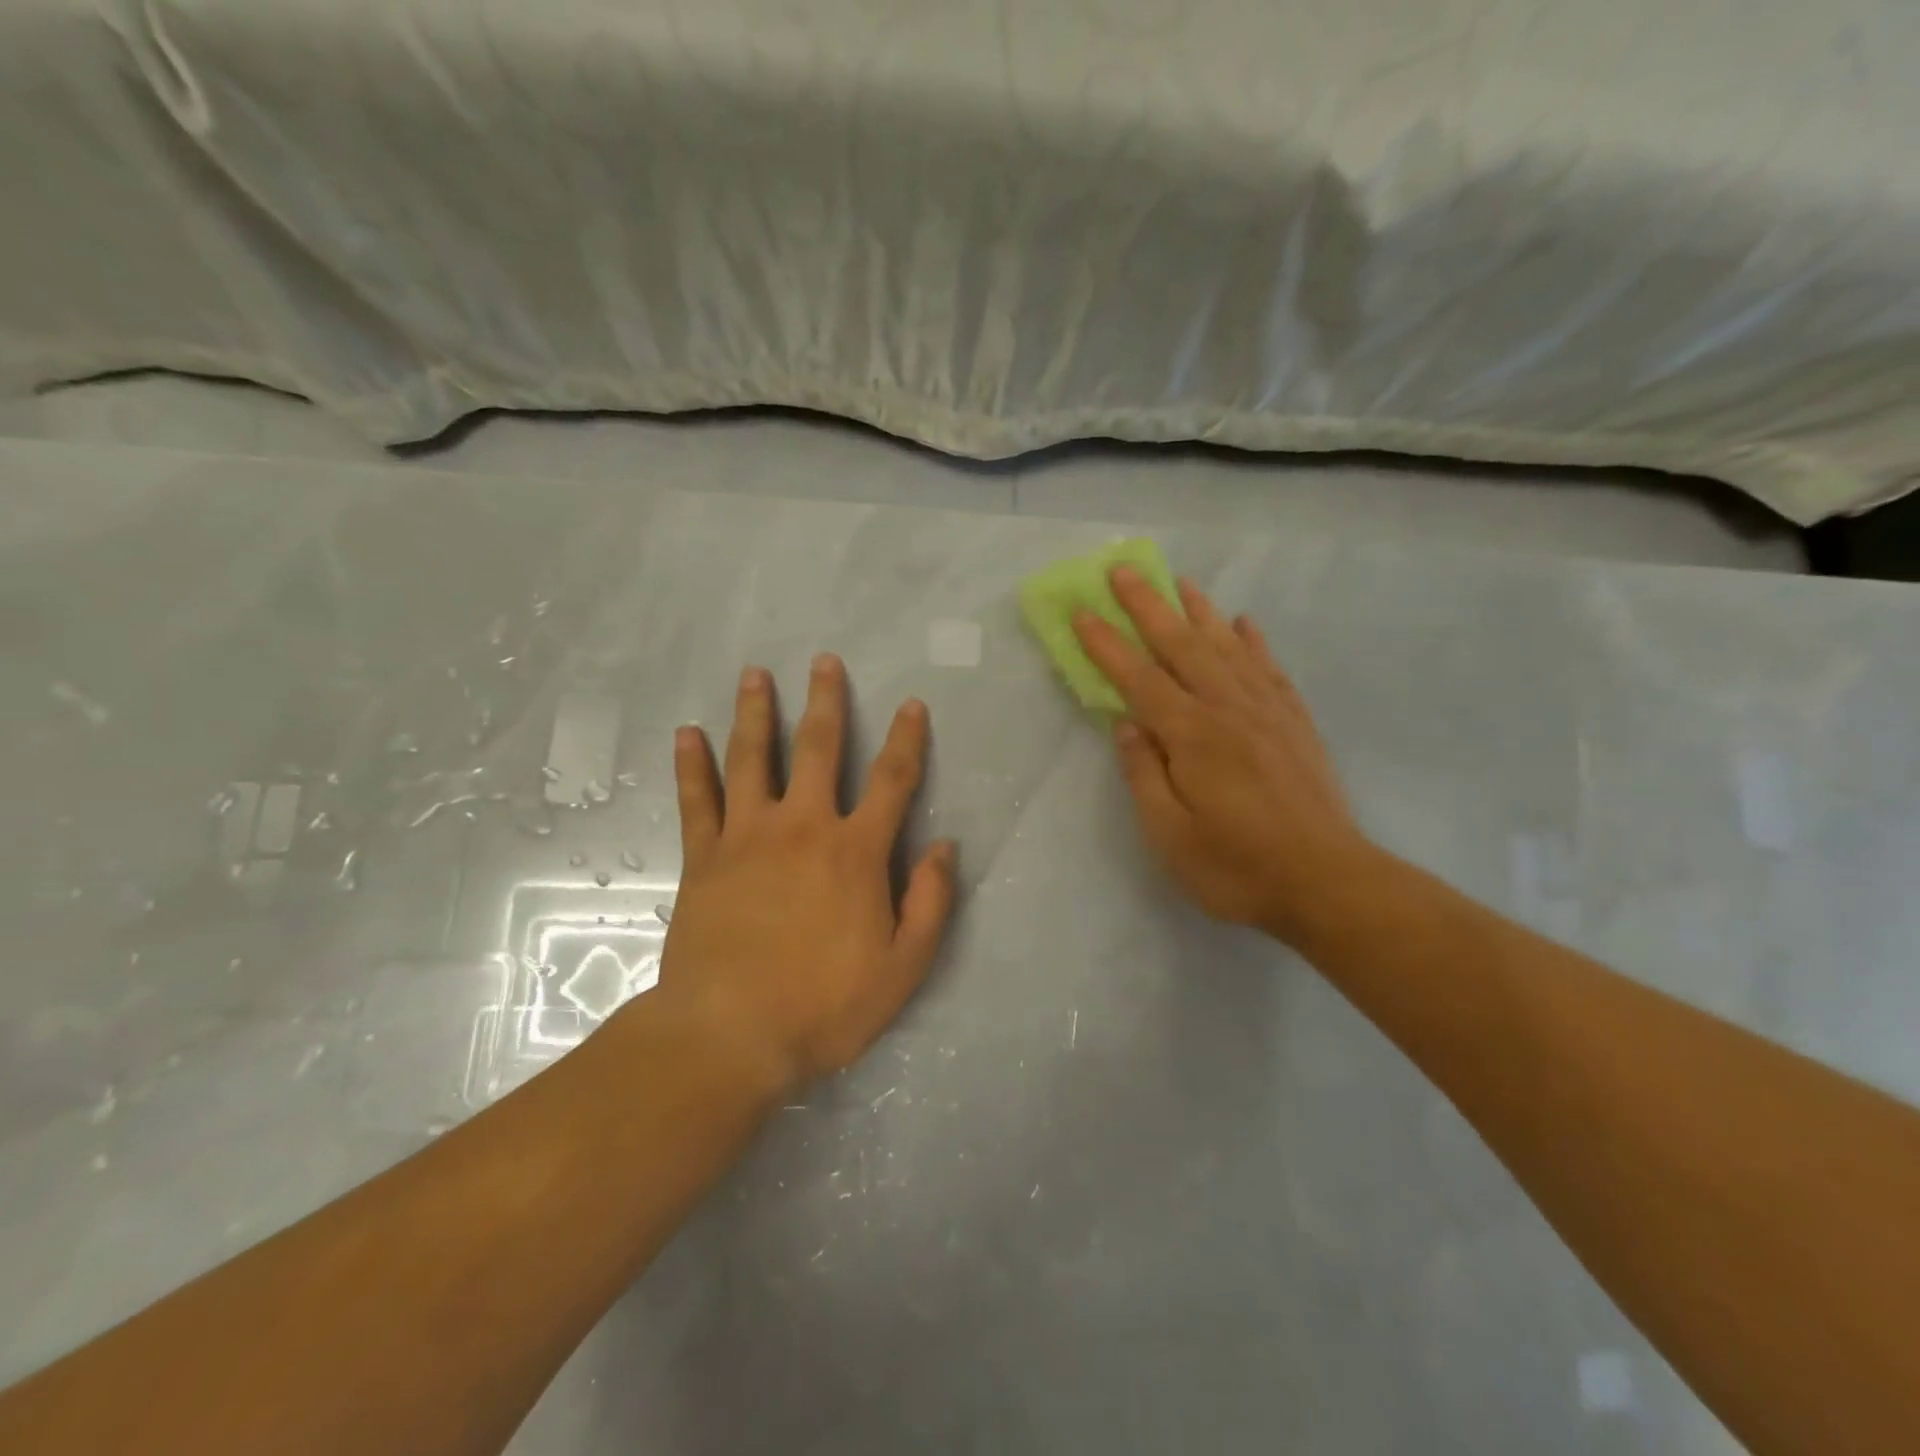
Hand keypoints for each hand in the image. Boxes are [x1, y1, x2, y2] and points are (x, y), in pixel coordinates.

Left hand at [649, 655, 956, 1094]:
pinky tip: (685, 732)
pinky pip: (697, 799)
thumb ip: (930, 903)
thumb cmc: (824, 1005)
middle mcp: (803, 827)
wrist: (729, 1035)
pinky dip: (691, 764)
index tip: (911, 705)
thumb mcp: (902, 967)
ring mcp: (748, 837)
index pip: (891, 781)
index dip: (906, 740)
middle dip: (825, 701)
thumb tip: (945, 847)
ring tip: (754, 674)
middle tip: (823, 661)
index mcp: (856, 851)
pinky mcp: (704, 857)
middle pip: (817, 748)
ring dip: (755, 712)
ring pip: (752, 758)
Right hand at [1073, 568, 1372, 944]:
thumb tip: (1126, 723)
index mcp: (1193, 736)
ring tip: (1180, 581)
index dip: (1108, 645)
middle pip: (1183, 646)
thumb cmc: (1238, 868)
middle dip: (1149, 606)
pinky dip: (1253, 642)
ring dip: (1200, 611)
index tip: (1082, 613)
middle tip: (1125, 569)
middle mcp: (1229, 710)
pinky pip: (1270, 669)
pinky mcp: (1295, 724)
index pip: (1140, 679)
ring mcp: (1268, 713)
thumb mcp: (1171, 836)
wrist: (1329, 884)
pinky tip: (1243, 623)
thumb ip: (1144, 774)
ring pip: (1227, 647)